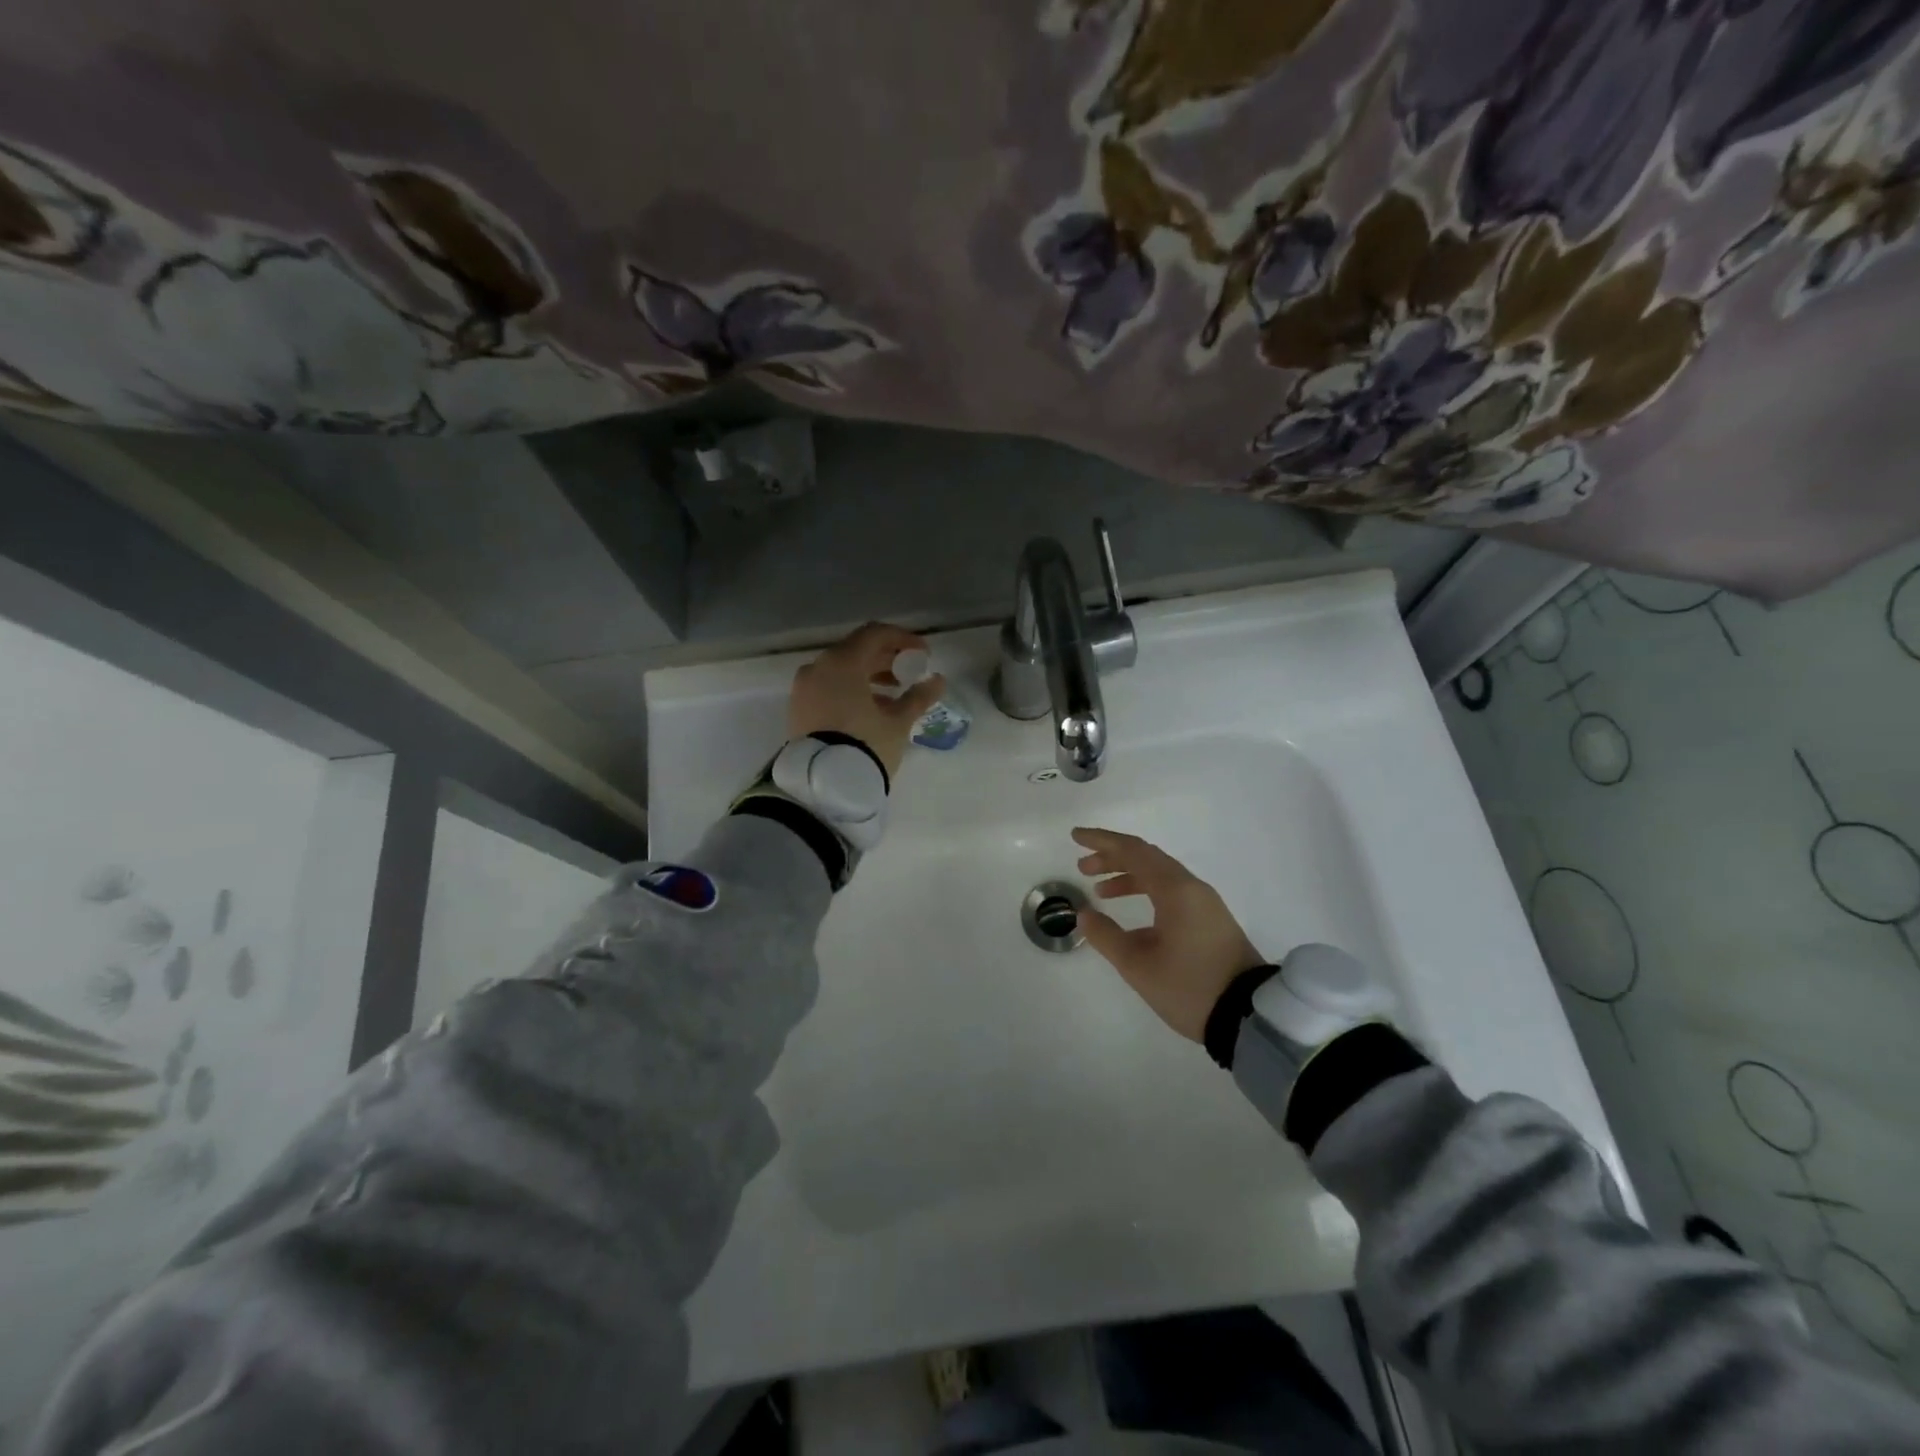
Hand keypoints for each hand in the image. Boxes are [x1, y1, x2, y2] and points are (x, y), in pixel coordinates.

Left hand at [789, 623, 946, 780]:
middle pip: (856, 650)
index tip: (923, 654)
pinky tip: (870, 710)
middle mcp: (818, 667)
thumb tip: (938, 680)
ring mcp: (804, 688)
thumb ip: (918, 697)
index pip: (875, 634)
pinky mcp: (798, 709)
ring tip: (893, 696)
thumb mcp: (897, 723)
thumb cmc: (865, 745)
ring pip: (840, 670)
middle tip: (909, 673)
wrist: (823, 785)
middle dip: (885, 659)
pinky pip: (827, 687)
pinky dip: (849, 690)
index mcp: (842, 662)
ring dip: (868, 676)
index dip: (903, 639)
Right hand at [1072, 827, 1264, 1042]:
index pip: (1133, 851)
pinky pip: (1172, 893)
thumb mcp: (1138, 965)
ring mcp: (1205, 904)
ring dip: (1128, 877)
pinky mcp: (1211, 921)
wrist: (1248, 1017)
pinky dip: (1146, 893)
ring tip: (1100, 891)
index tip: (1076, 837)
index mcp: (1175, 890)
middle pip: (1147, 858)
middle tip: (1082, 867)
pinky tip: (1130, 919)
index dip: (1101, 841)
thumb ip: (1106, 936)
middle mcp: (1192, 888)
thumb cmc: (1189, 986)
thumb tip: (1084, 914)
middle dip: (1112, 858)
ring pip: (1160, 876)